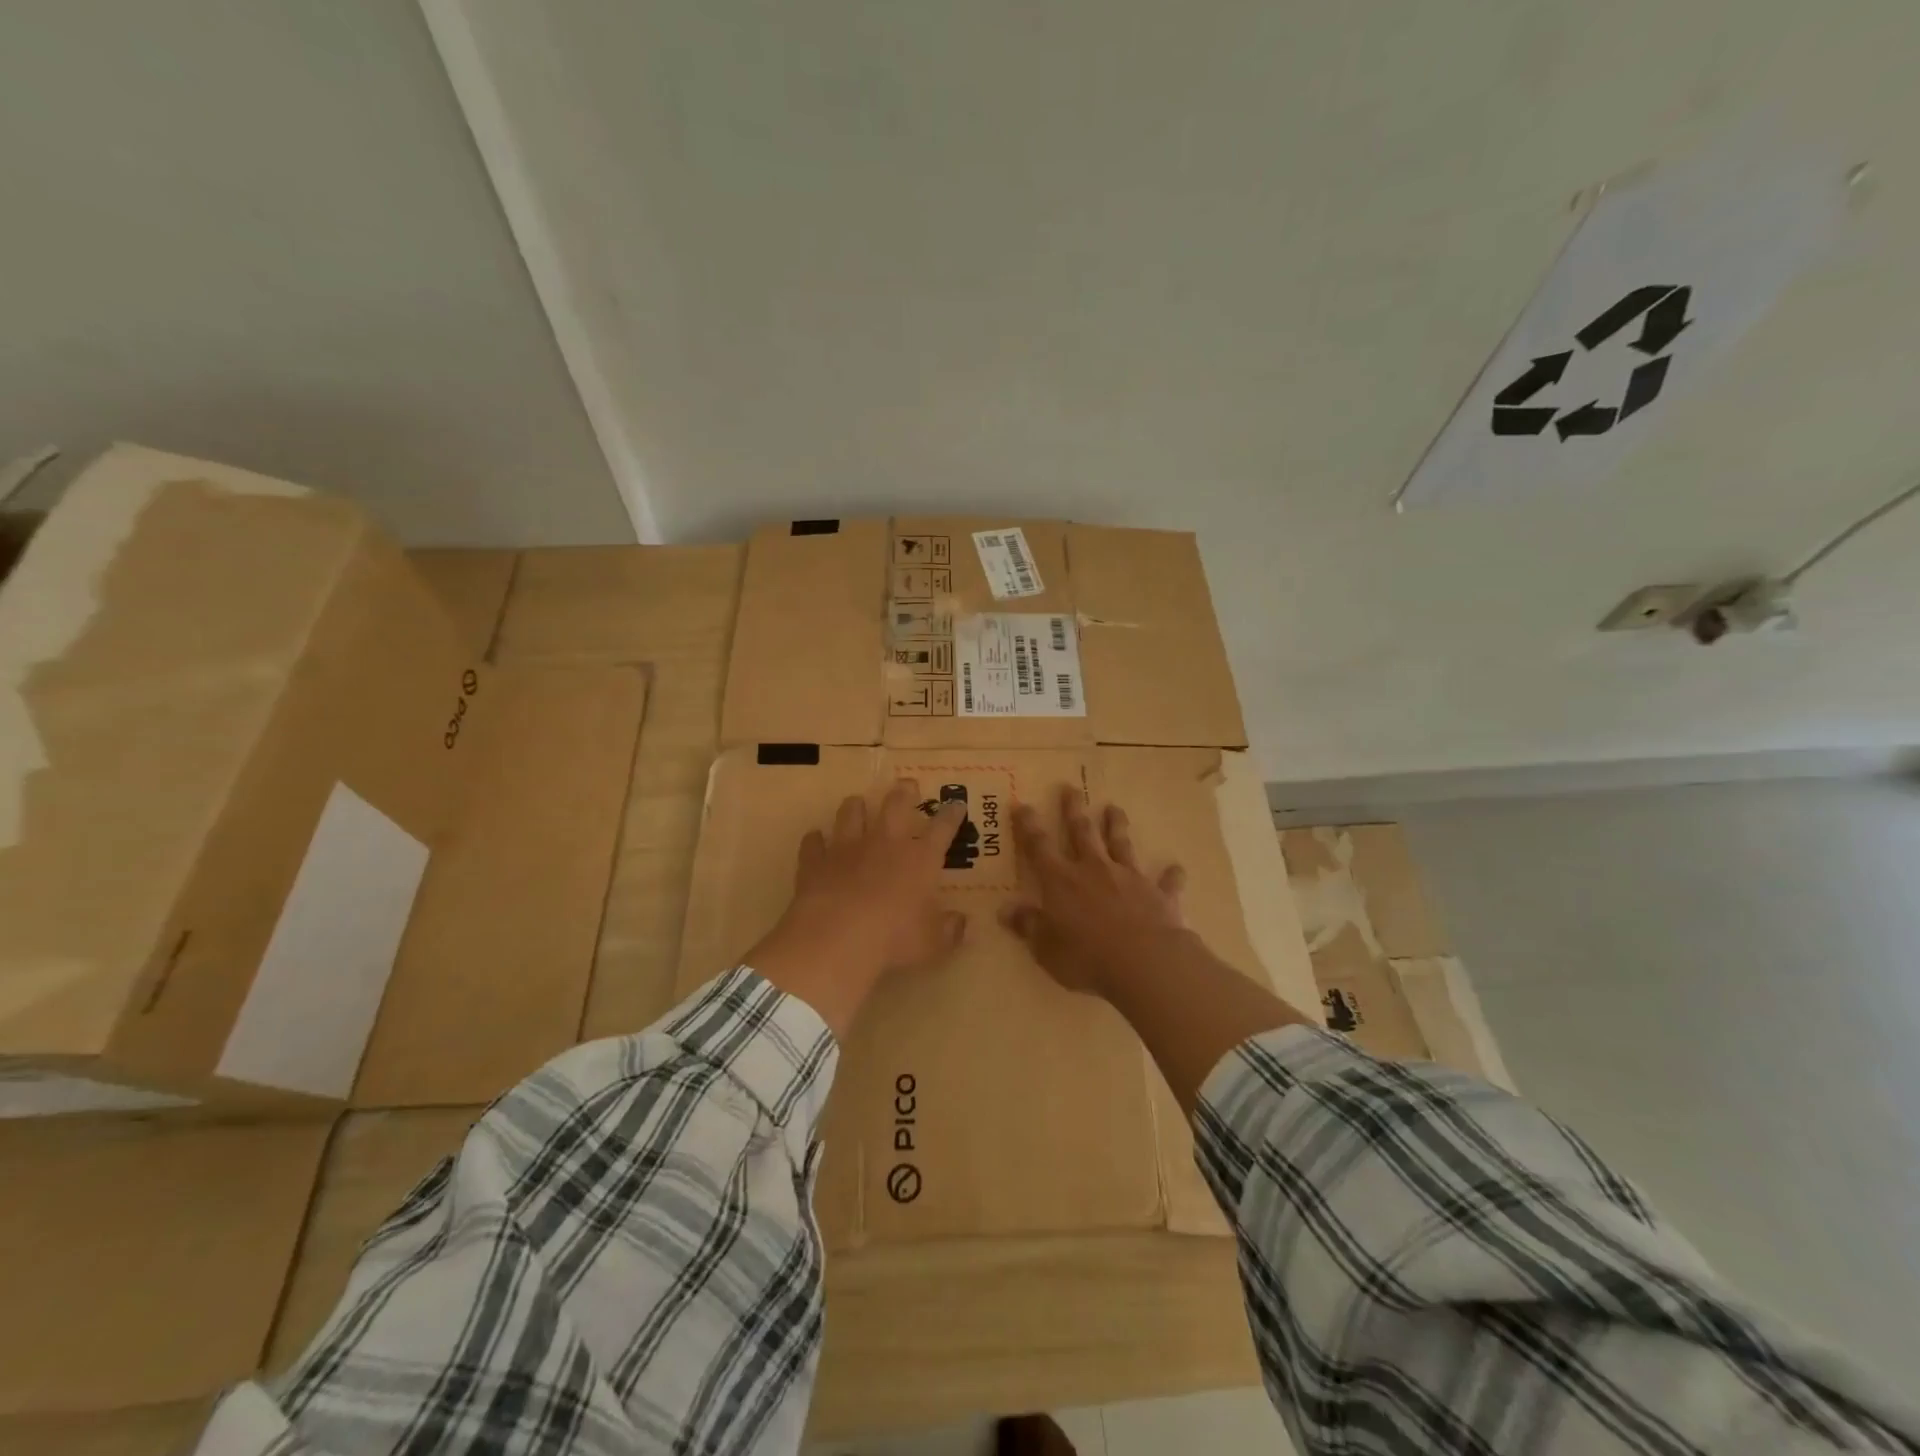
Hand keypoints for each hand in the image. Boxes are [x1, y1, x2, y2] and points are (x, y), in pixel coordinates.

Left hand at [748, 779, 969, 1035]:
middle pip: (896, 804)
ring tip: (857, 803)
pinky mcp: (815, 860)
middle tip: (907, 785)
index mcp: (920, 859)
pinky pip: (813, 842)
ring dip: (856, 806)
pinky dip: (816, 840)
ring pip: (851, 812)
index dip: (951, 815)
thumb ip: (949, 931)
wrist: (837, 938)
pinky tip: (816, 840)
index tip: (956, 804)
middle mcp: (885, 843)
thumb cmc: (894, 939)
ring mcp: (847, 847)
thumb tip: (962, 924)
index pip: (942, 828)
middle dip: (904, 792)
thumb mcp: (932, 943)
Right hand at [1001, 787, 1188, 997]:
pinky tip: (1176, 868)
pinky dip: (1170, 875)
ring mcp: (1128, 878)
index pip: (1039, 847)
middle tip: (1071, 788)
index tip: (1022, 804)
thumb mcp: (1046, 948)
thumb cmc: (1087, 956)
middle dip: (1074, 810)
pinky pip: (1165, 881)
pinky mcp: (1158, 894)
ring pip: (1121, 844)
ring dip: (1117, 826)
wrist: (1144, 962)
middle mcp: (1094, 870)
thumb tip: (1006, 910)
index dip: (1028, 826)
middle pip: (1082, 832)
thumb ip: (1028, 926)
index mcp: (1062, 881)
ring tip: (1115, 808)